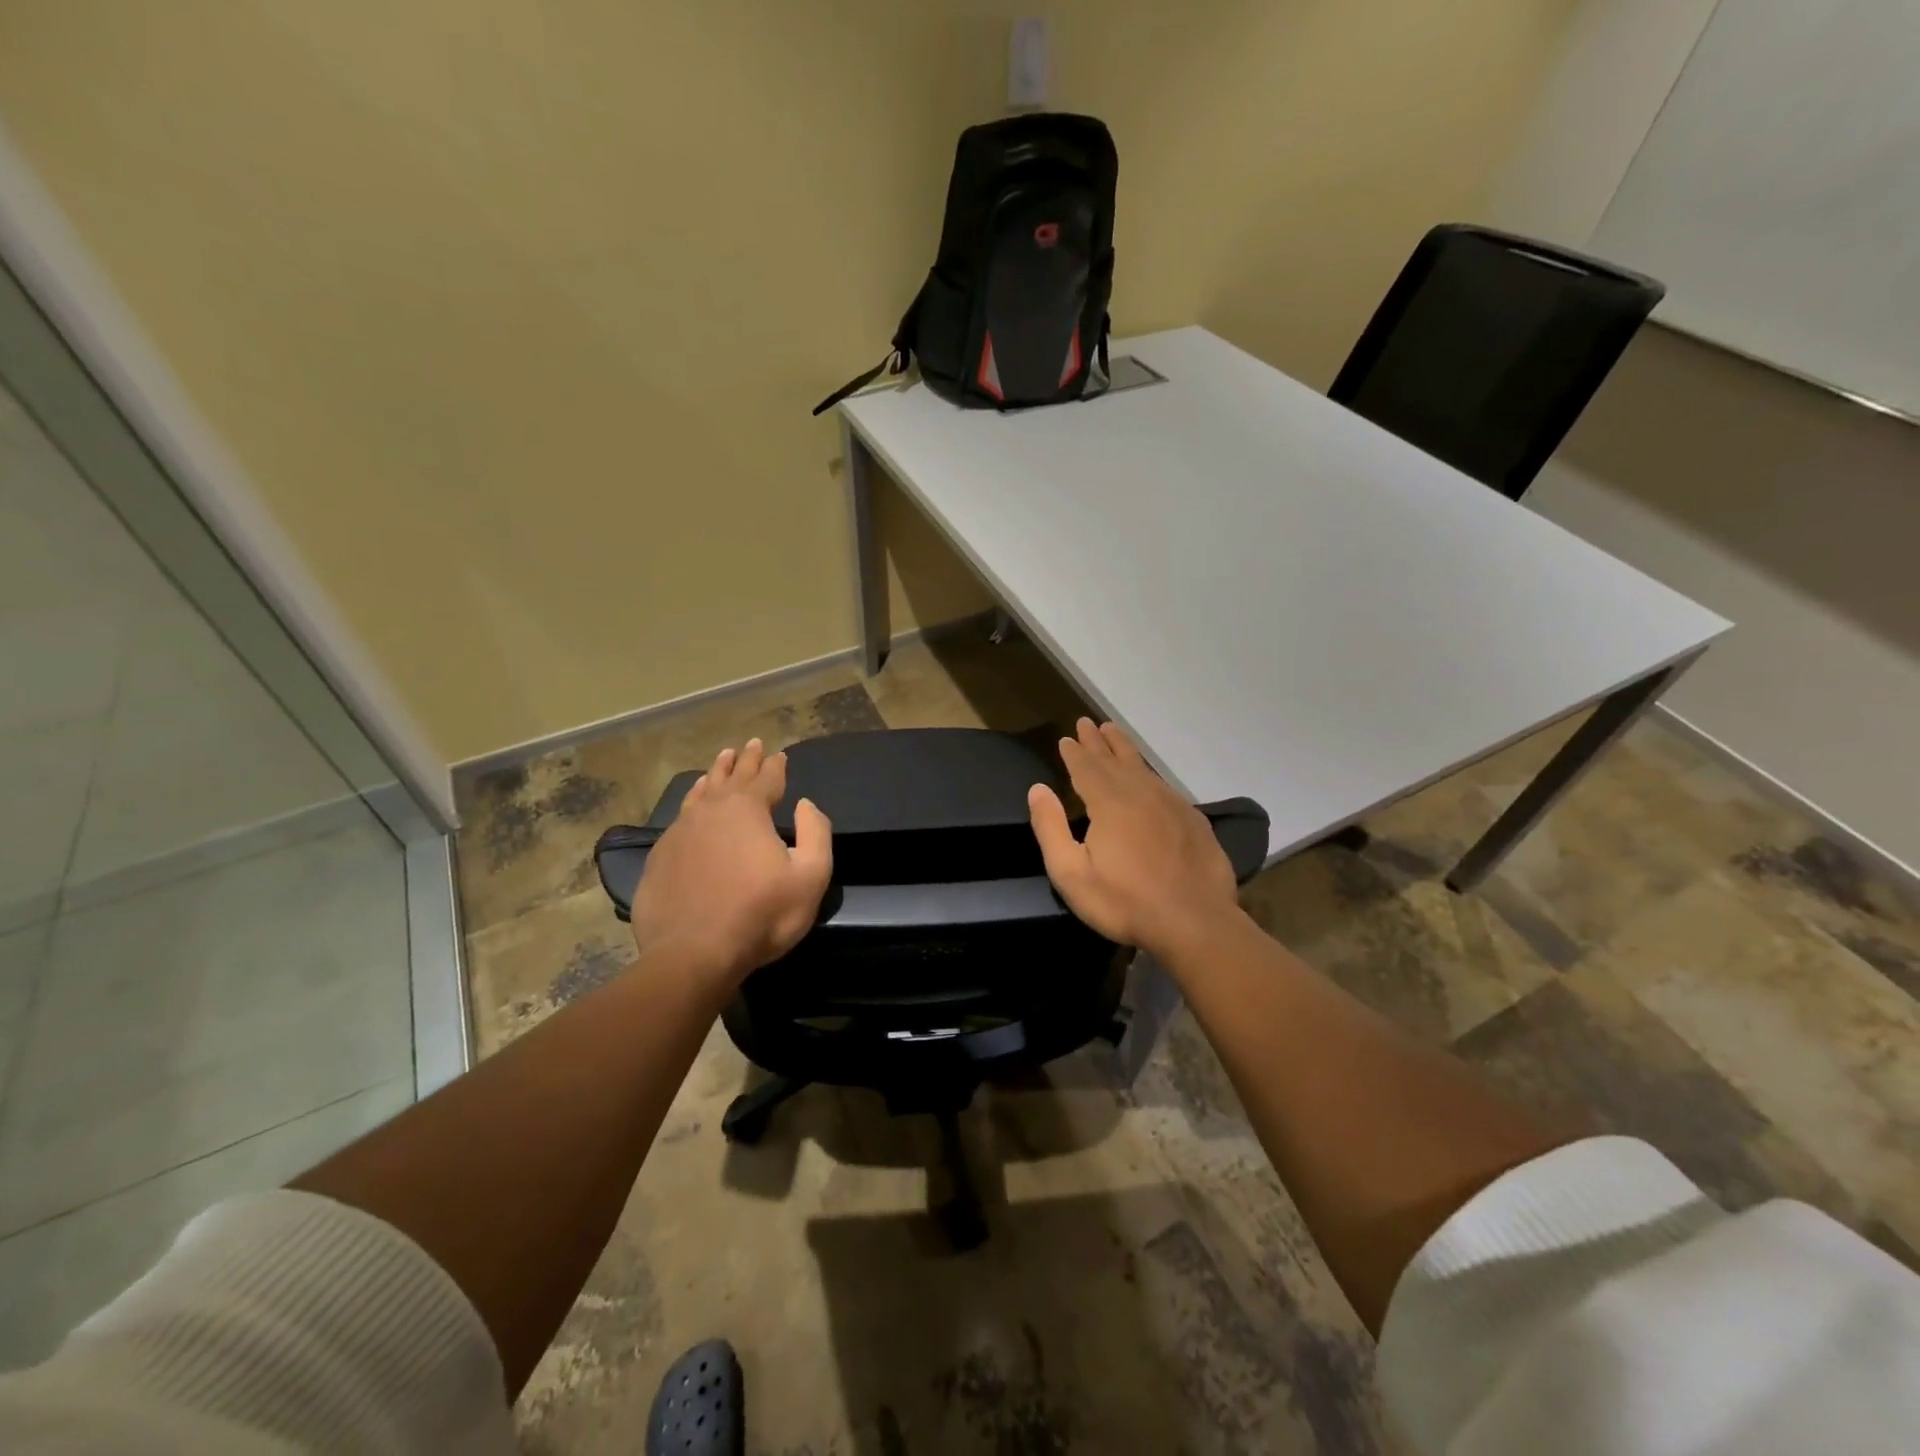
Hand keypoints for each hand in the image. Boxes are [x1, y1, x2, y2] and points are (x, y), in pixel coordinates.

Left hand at [630, 739, 832, 986]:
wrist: (693, 954)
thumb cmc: (761, 915)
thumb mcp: (810, 876)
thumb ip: (817, 833)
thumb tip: (805, 805)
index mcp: (748, 809)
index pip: (767, 777)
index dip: (776, 765)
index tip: (780, 754)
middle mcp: (712, 810)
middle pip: (732, 776)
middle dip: (745, 759)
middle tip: (751, 744)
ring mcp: (681, 831)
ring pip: (701, 791)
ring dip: (715, 774)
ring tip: (721, 760)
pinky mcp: (660, 855)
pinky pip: (681, 816)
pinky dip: (692, 801)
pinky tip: (693, 803)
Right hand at [1028, 718, 1241, 958]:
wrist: (1194, 922)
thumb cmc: (1124, 901)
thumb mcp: (1071, 873)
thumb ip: (1050, 828)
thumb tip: (1038, 789)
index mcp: (1109, 802)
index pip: (1086, 767)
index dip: (1075, 752)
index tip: (1066, 738)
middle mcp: (1141, 793)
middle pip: (1115, 759)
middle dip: (1098, 741)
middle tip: (1087, 723)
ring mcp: (1171, 804)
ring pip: (1143, 767)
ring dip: (1124, 749)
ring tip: (1114, 733)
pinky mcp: (1193, 820)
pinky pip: (1164, 785)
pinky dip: (1150, 774)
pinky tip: (1148, 778)